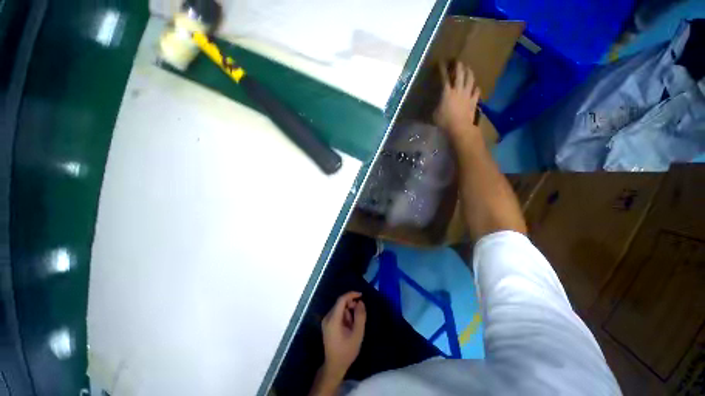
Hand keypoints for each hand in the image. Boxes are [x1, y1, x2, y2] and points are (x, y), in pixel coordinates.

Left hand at [321, 291, 366, 379]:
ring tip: (353, 325)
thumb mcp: (357, 334)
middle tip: (359, 314)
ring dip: (348, 311)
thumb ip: (360, 317)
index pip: (341, 300)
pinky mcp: (327, 324)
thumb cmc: (346, 351)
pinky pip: (337, 313)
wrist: (334, 366)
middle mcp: (327, 317)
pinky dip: (345, 315)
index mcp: (333, 319)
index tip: (361, 295)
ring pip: (339, 308)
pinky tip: (349, 326)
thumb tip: (360, 302)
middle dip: (351, 305)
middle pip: (340, 303)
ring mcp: (326, 321)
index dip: (351, 295)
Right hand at [434, 61, 481, 137]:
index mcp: (447, 93)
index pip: (444, 78)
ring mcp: (467, 95)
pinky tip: (475, 87)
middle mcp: (458, 90)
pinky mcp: (473, 101)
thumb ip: (437, 106)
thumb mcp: (435, 114)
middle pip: (460, 74)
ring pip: (470, 80)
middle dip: (458, 66)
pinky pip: (476, 92)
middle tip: (457, 61)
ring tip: (468, 69)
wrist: (459, 127)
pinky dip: (476, 88)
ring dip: (469, 73)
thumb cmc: (444, 122)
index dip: (442, 69)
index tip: (441, 62)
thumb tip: (437, 104)